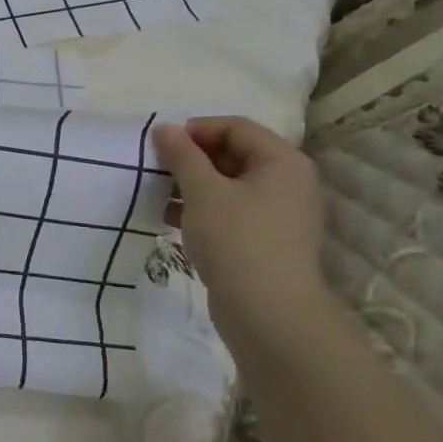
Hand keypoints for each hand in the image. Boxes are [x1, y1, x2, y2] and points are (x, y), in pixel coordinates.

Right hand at [153, 116, 330, 338]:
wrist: (268, 314)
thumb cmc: (237, 240)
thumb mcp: (203, 191)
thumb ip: (182, 155)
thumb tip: (165, 128)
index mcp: (282, 162)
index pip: (236, 127)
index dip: (197, 129)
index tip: (162, 145)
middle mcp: (286, 183)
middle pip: (233, 154)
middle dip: (191, 158)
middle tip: (156, 168)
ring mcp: (276, 215)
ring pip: (227, 185)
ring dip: (191, 184)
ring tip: (156, 193)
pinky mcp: (263, 241)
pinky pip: (228, 211)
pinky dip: (200, 209)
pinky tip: (169, 217)